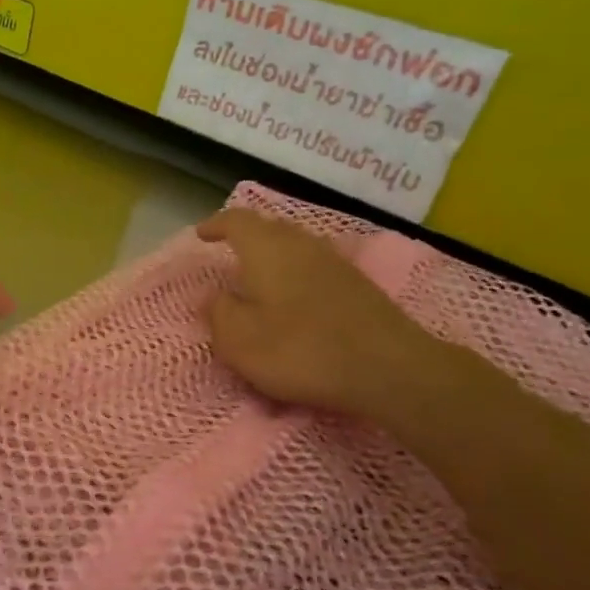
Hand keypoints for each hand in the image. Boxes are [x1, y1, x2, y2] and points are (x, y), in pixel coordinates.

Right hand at [198, 209, 445, 418]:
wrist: (388, 368)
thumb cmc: (300, 350)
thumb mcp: (239, 341)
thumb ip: (218, 313)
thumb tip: (212, 296)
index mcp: (266, 250)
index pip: (237, 221)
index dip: (217, 224)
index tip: (202, 234)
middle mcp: (301, 244)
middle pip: (269, 227)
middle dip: (246, 235)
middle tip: (228, 251)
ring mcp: (334, 262)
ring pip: (295, 244)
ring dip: (273, 253)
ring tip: (258, 273)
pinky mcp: (357, 284)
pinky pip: (314, 264)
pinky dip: (296, 271)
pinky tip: (294, 294)